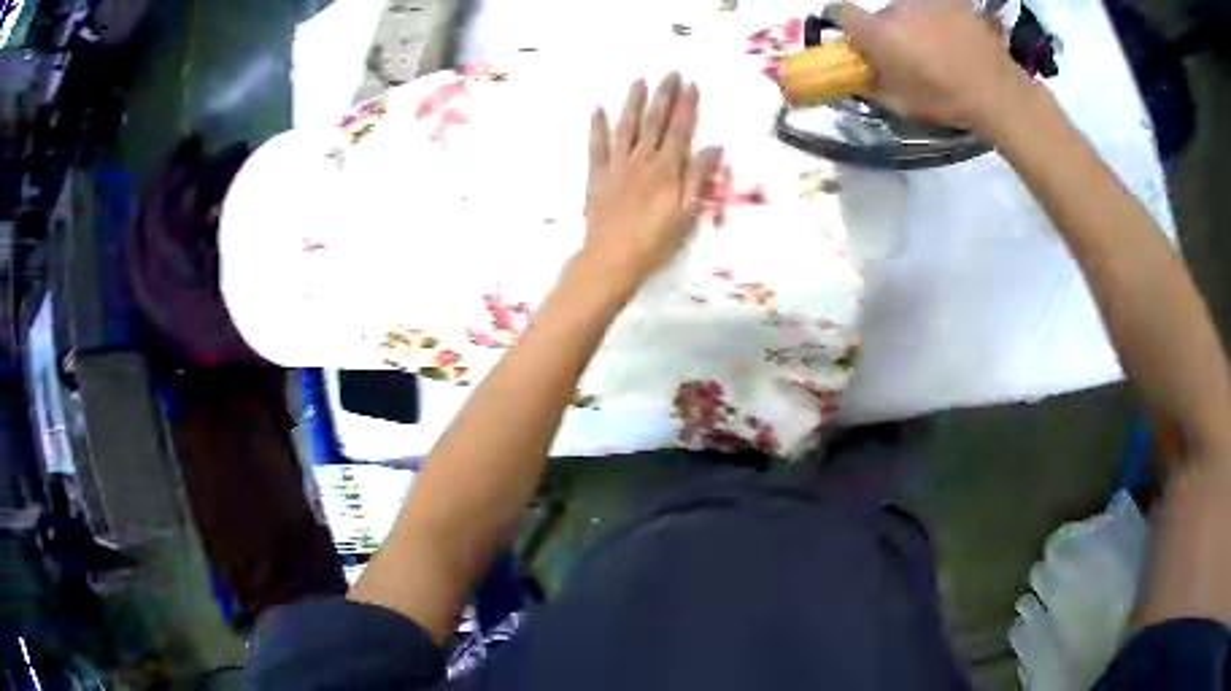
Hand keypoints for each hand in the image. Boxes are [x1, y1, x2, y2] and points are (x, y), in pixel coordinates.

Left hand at [580, 73, 722, 297]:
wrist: (611, 259)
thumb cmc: (654, 242)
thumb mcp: (686, 214)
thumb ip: (698, 178)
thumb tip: (714, 147)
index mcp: (666, 169)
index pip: (680, 130)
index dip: (687, 106)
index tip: (691, 84)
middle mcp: (642, 160)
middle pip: (654, 121)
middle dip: (664, 95)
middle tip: (669, 73)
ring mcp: (616, 166)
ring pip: (626, 127)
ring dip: (633, 103)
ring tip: (638, 82)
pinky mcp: (597, 176)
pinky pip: (596, 146)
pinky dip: (598, 127)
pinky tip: (598, 110)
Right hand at [839, 0, 1034, 132]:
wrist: (998, 93)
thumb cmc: (948, 102)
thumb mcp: (902, 105)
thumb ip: (872, 84)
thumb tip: (858, 73)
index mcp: (878, 34)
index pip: (841, 12)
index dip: (845, 23)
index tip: (857, 36)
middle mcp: (895, 9)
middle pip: (882, 14)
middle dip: (890, 29)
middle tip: (910, 52)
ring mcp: (924, 1)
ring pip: (909, 8)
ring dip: (915, 22)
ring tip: (937, 45)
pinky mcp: (949, 0)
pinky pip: (935, 6)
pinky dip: (939, 17)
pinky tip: (954, 36)